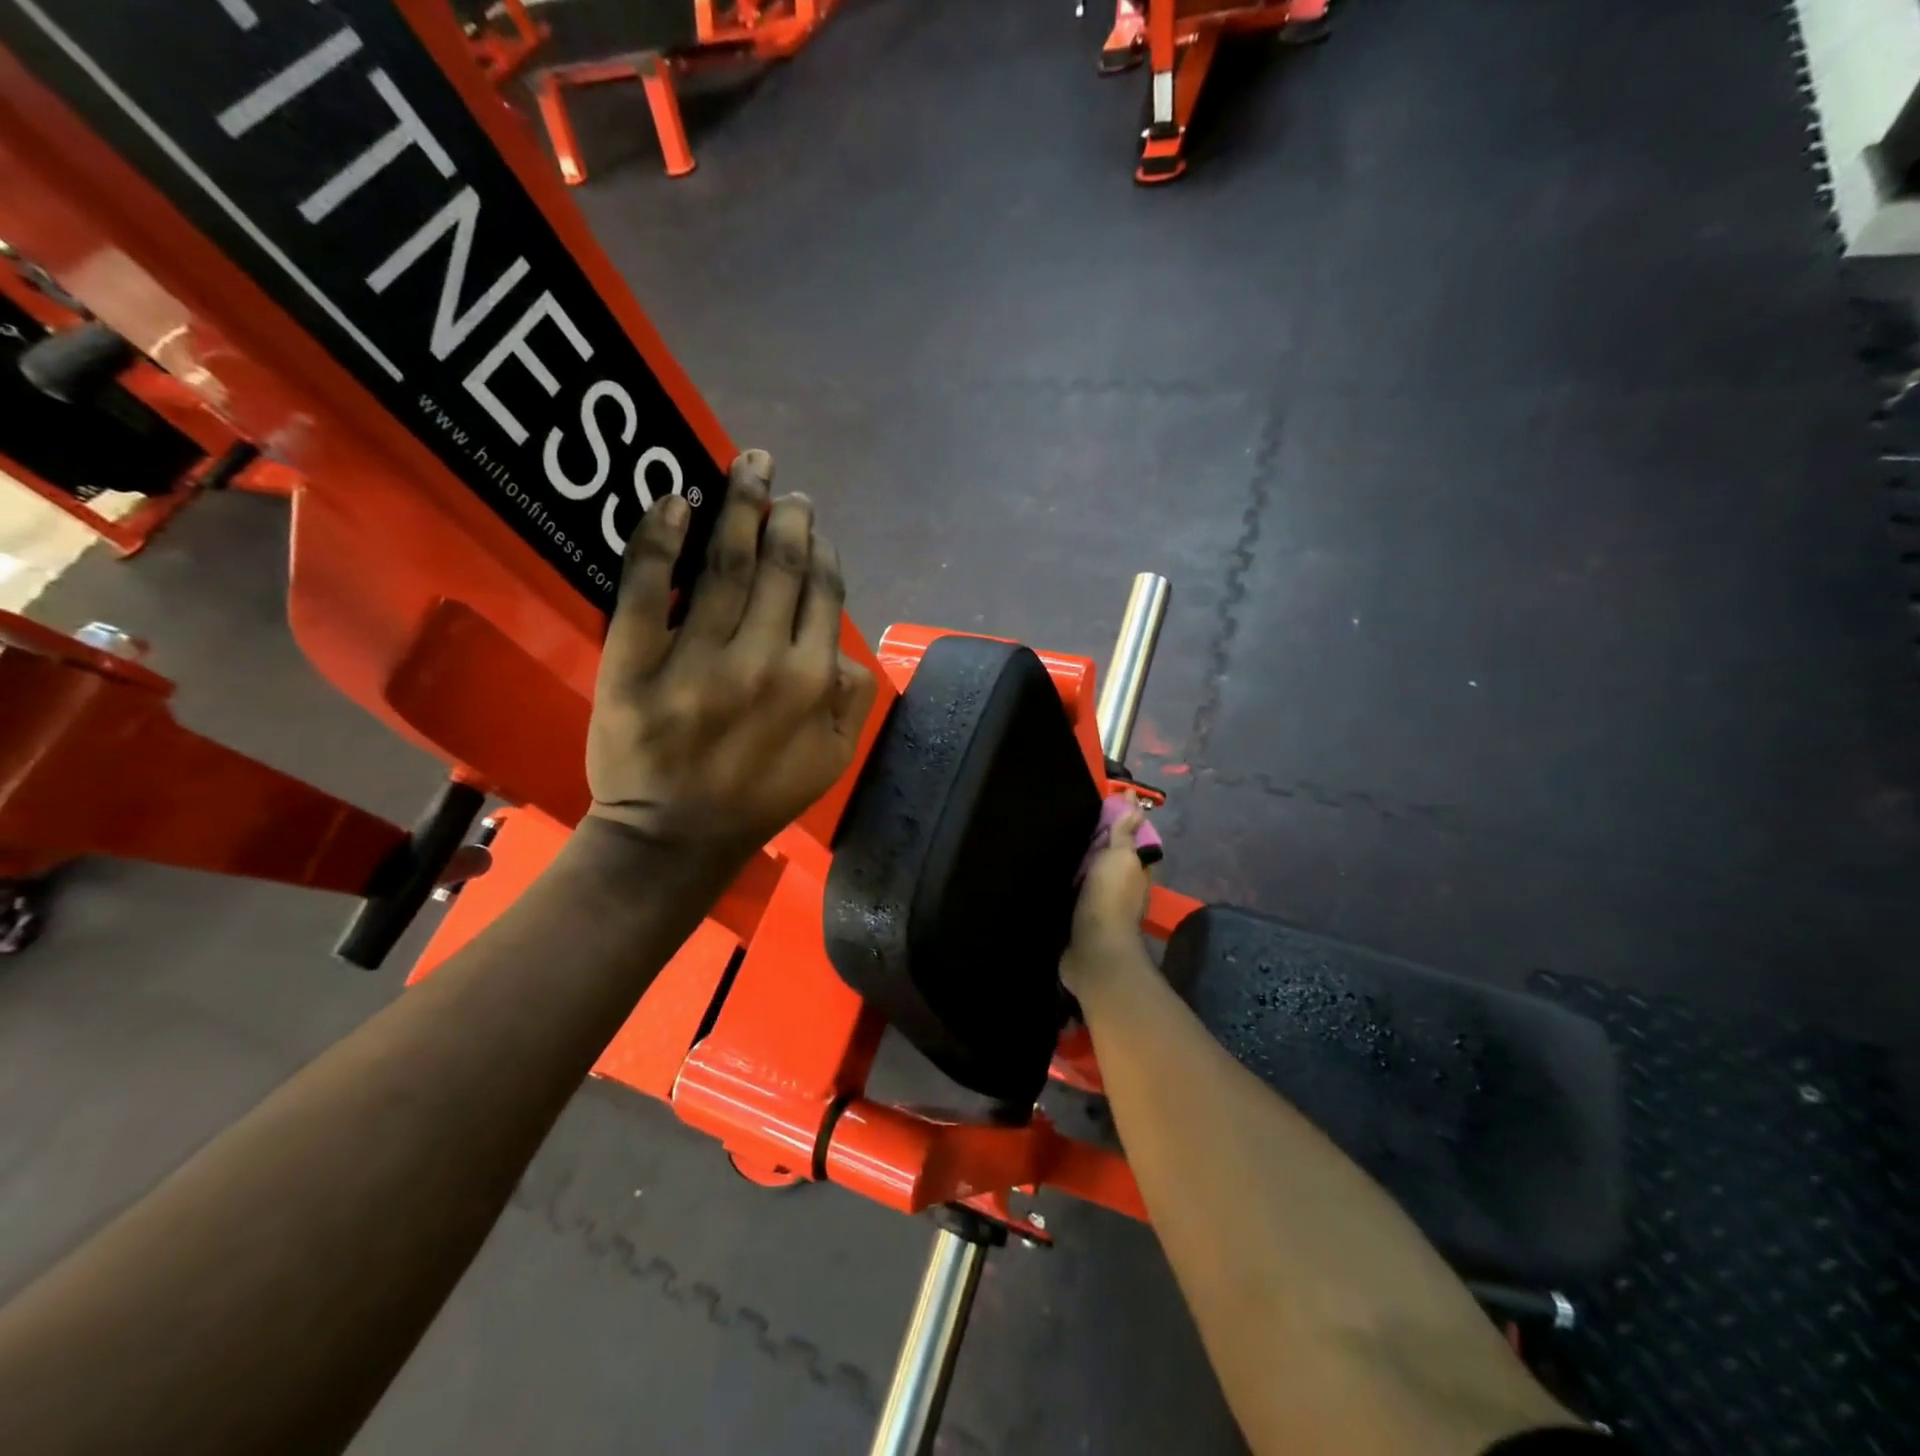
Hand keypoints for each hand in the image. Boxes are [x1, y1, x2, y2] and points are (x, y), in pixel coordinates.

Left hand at [585, 450, 877, 851]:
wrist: (677, 836)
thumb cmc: (760, 796)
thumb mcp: (833, 759)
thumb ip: (854, 698)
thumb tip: (844, 643)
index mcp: (811, 681)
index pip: (822, 593)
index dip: (820, 550)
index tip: (811, 528)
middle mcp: (761, 660)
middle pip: (778, 565)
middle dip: (785, 515)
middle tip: (781, 487)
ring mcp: (696, 659)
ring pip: (723, 565)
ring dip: (737, 506)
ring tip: (746, 469)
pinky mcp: (635, 663)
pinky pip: (646, 589)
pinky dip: (659, 539)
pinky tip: (673, 502)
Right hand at [1060, 803, 1155, 999]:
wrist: (1093, 949)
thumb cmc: (1109, 897)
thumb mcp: (1120, 857)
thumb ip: (1124, 832)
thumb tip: (1134, 801)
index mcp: (1136, 869)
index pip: (1131, 838)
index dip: (1121, 820)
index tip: (1104, 799)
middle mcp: (1123, 886)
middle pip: (1111, 856)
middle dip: (1099, 839)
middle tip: (1076, 816)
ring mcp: (1103, 904)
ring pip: (1094, 874)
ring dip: (1083, 860)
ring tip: (1060, 839)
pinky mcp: (1082, 918)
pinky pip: (1076, 891)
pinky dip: (1069, 880)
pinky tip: (1054, 871)